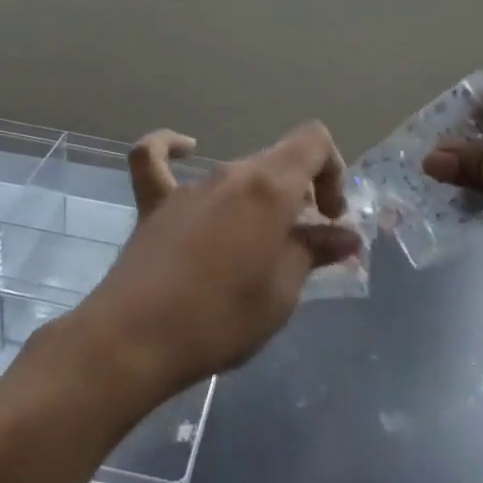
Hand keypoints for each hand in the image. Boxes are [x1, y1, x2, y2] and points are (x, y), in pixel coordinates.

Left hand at [71, 122, 362, 398]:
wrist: (136, 340)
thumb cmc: (221, 318)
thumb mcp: (282, 292)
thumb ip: (314, 252)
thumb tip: (345, 236)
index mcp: (269, 187)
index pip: (314, 142)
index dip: (333, 171)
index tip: (329, 218)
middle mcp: (231, 174)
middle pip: (278, 160)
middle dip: (301, 193)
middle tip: (305, 243)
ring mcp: (189, 187)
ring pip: (237, 173)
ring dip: (259, 196)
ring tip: (260, 242)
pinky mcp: (154, 205)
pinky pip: (156, 161)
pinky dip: (172, 150)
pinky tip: (186, 150)